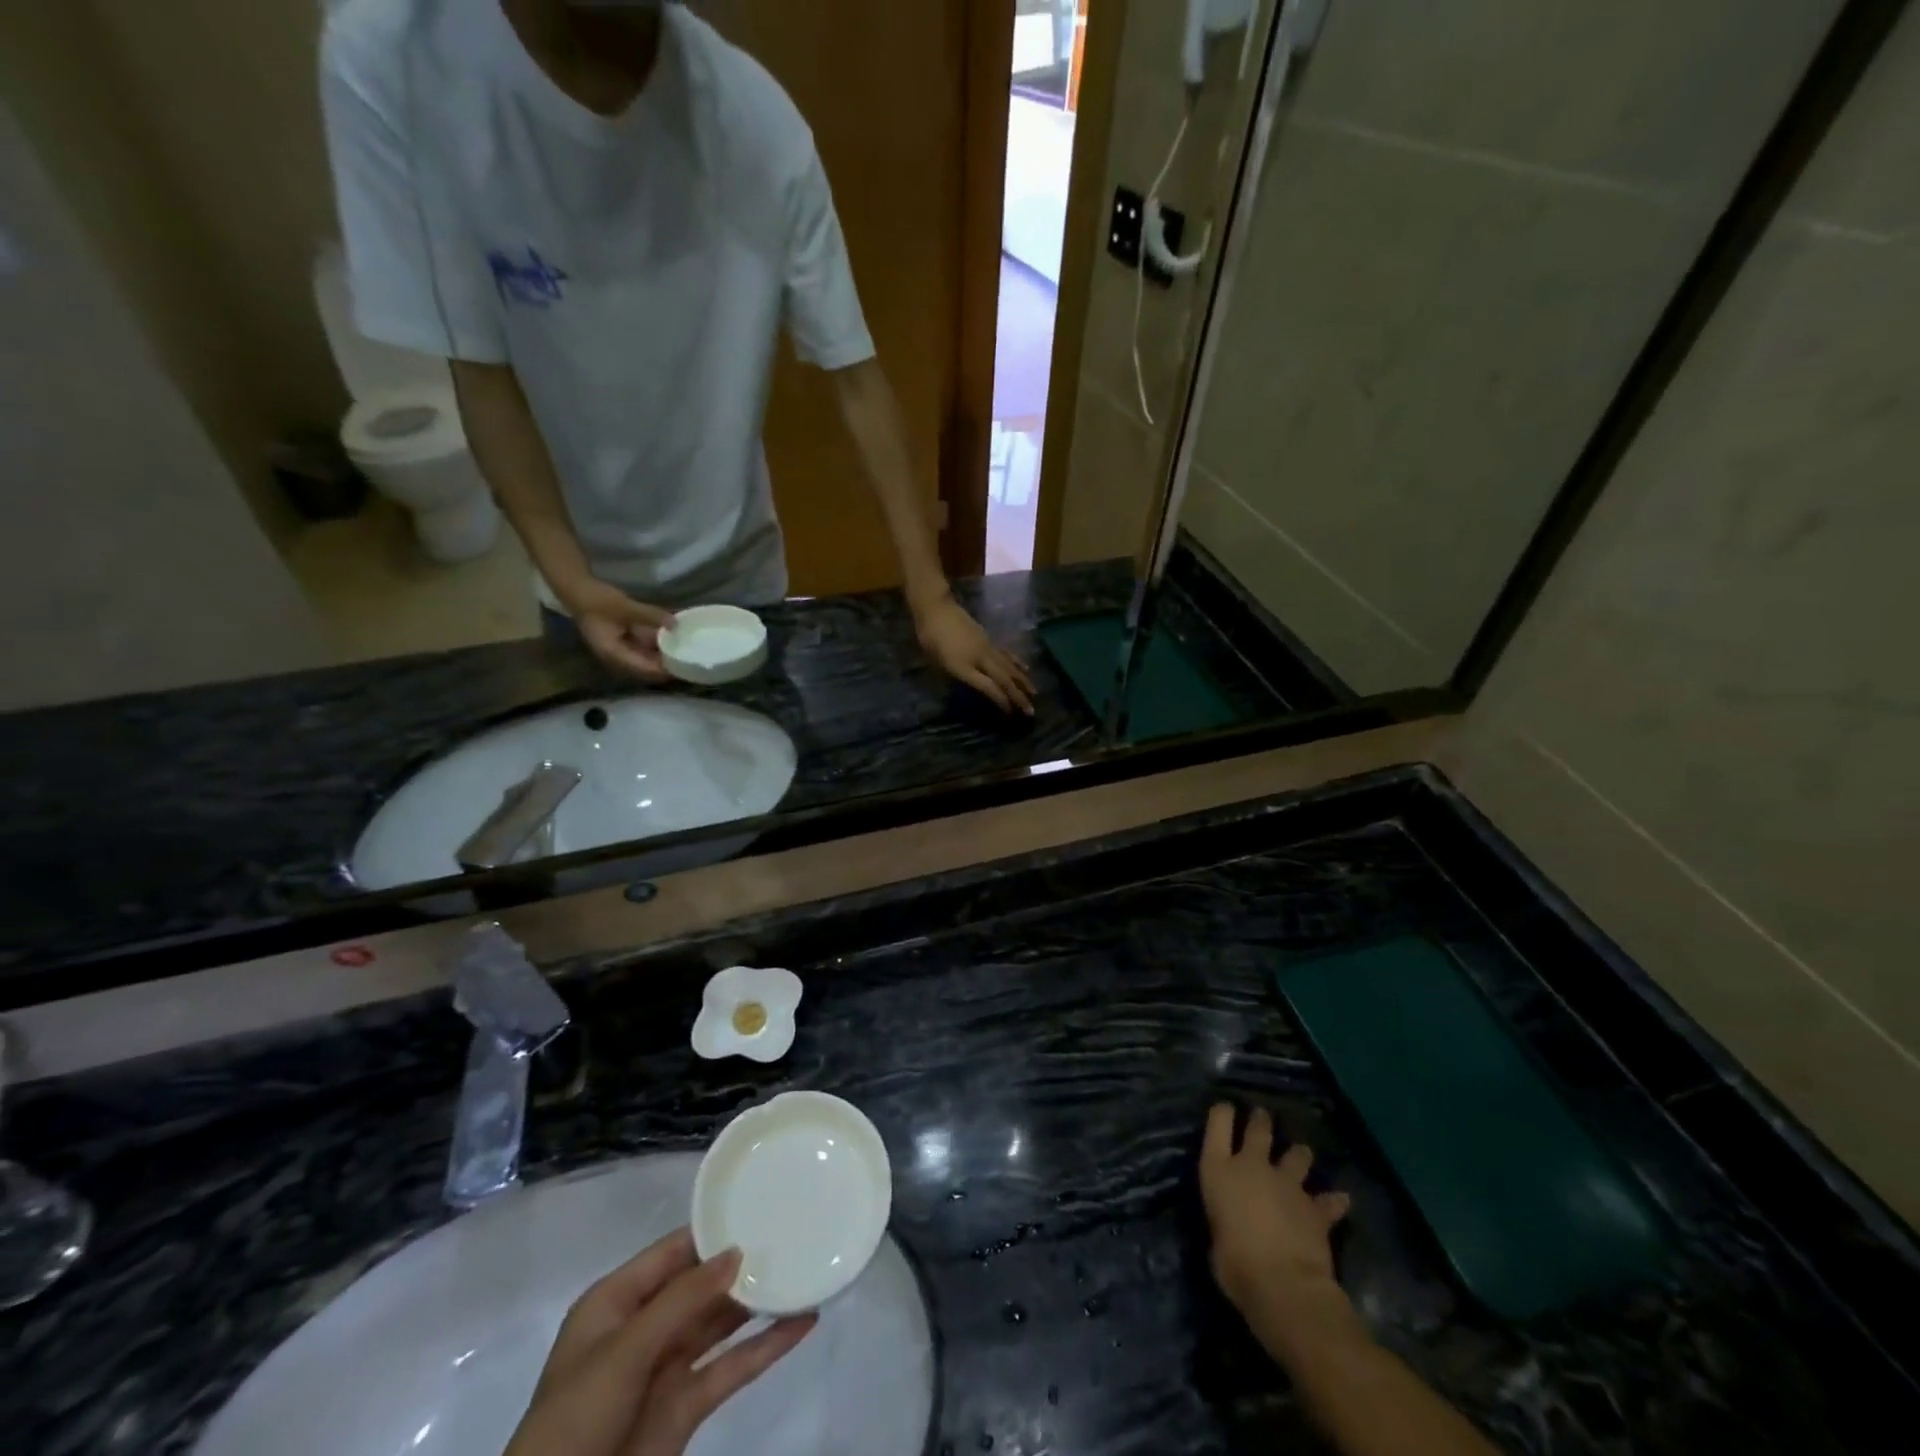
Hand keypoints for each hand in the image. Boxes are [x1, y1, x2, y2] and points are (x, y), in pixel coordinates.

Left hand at [504, 1227, 813, 1455]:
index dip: (712, 1231)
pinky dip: (767, 1348)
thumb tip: (736, 1252)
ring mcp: (667, 1369)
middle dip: (741, 1264)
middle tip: (793, 1234)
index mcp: (617, 1302)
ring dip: (758, 1303)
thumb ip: (682, 1300)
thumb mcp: (624, 1352)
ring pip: (720, 1323)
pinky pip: (732, 1368)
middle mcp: (644, 1328)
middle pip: (700, 1285)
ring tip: (804, 1270)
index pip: (672, 1251)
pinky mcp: (686, 1408)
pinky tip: (802, 1325)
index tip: (758, 1206)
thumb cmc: (574, 1420)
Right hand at [562, 577, 674, 681]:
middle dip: (664, 665)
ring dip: (660, 656)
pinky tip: (670, 641)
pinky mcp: (621, 642)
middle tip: (688, 661)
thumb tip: (675, 624)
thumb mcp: (626, 607)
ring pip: (645, 659)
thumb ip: (651, 616)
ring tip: (683, 653)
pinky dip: (654, 646)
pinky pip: (642, 649)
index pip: (643, 669)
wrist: (577, 589)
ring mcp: (618, 650)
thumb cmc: (597, 600)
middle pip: (645, 668)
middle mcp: (616, 658)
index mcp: (613, 654)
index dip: (663, 670)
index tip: (683, 667)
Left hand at [913, 593, 1035, 714]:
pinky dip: (1018, 663)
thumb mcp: (935, 662)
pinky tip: (1027, 670)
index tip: (1010, 713)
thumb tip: (967, 688)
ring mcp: (987, 647)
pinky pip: (1007, 654)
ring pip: (1009, 667)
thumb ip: (952, 676)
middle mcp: (980, 658)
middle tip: (1030, 711)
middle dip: (1018, 696)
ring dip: (1023, 682)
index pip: (988, 687)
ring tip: (1035, 694)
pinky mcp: (989, 639)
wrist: (937, 608)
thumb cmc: (929, 637)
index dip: (1001, 701)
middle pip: (1004, 679)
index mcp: (963, 667)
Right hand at [1200, 1104, 1352, 1340]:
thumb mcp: (1215, 1236)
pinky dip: (1333, 1201)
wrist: (1283, 1287)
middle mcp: (1253, 1167)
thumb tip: (1234, 1222)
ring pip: (1297, 1155)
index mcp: (1219, 1171)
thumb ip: (1225, 1217)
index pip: (1218, 1123)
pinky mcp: (1315, 1208)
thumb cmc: (1234, 1265)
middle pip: (1258, 1129)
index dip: (1223, 1113)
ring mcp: (1287, 1184)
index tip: (1226, 1110)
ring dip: (1299, 1156)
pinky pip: (1329, 1200)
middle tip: (1262, 1116)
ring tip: (1301, 1156)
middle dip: (1261, 1121)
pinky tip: (1339, 1201)